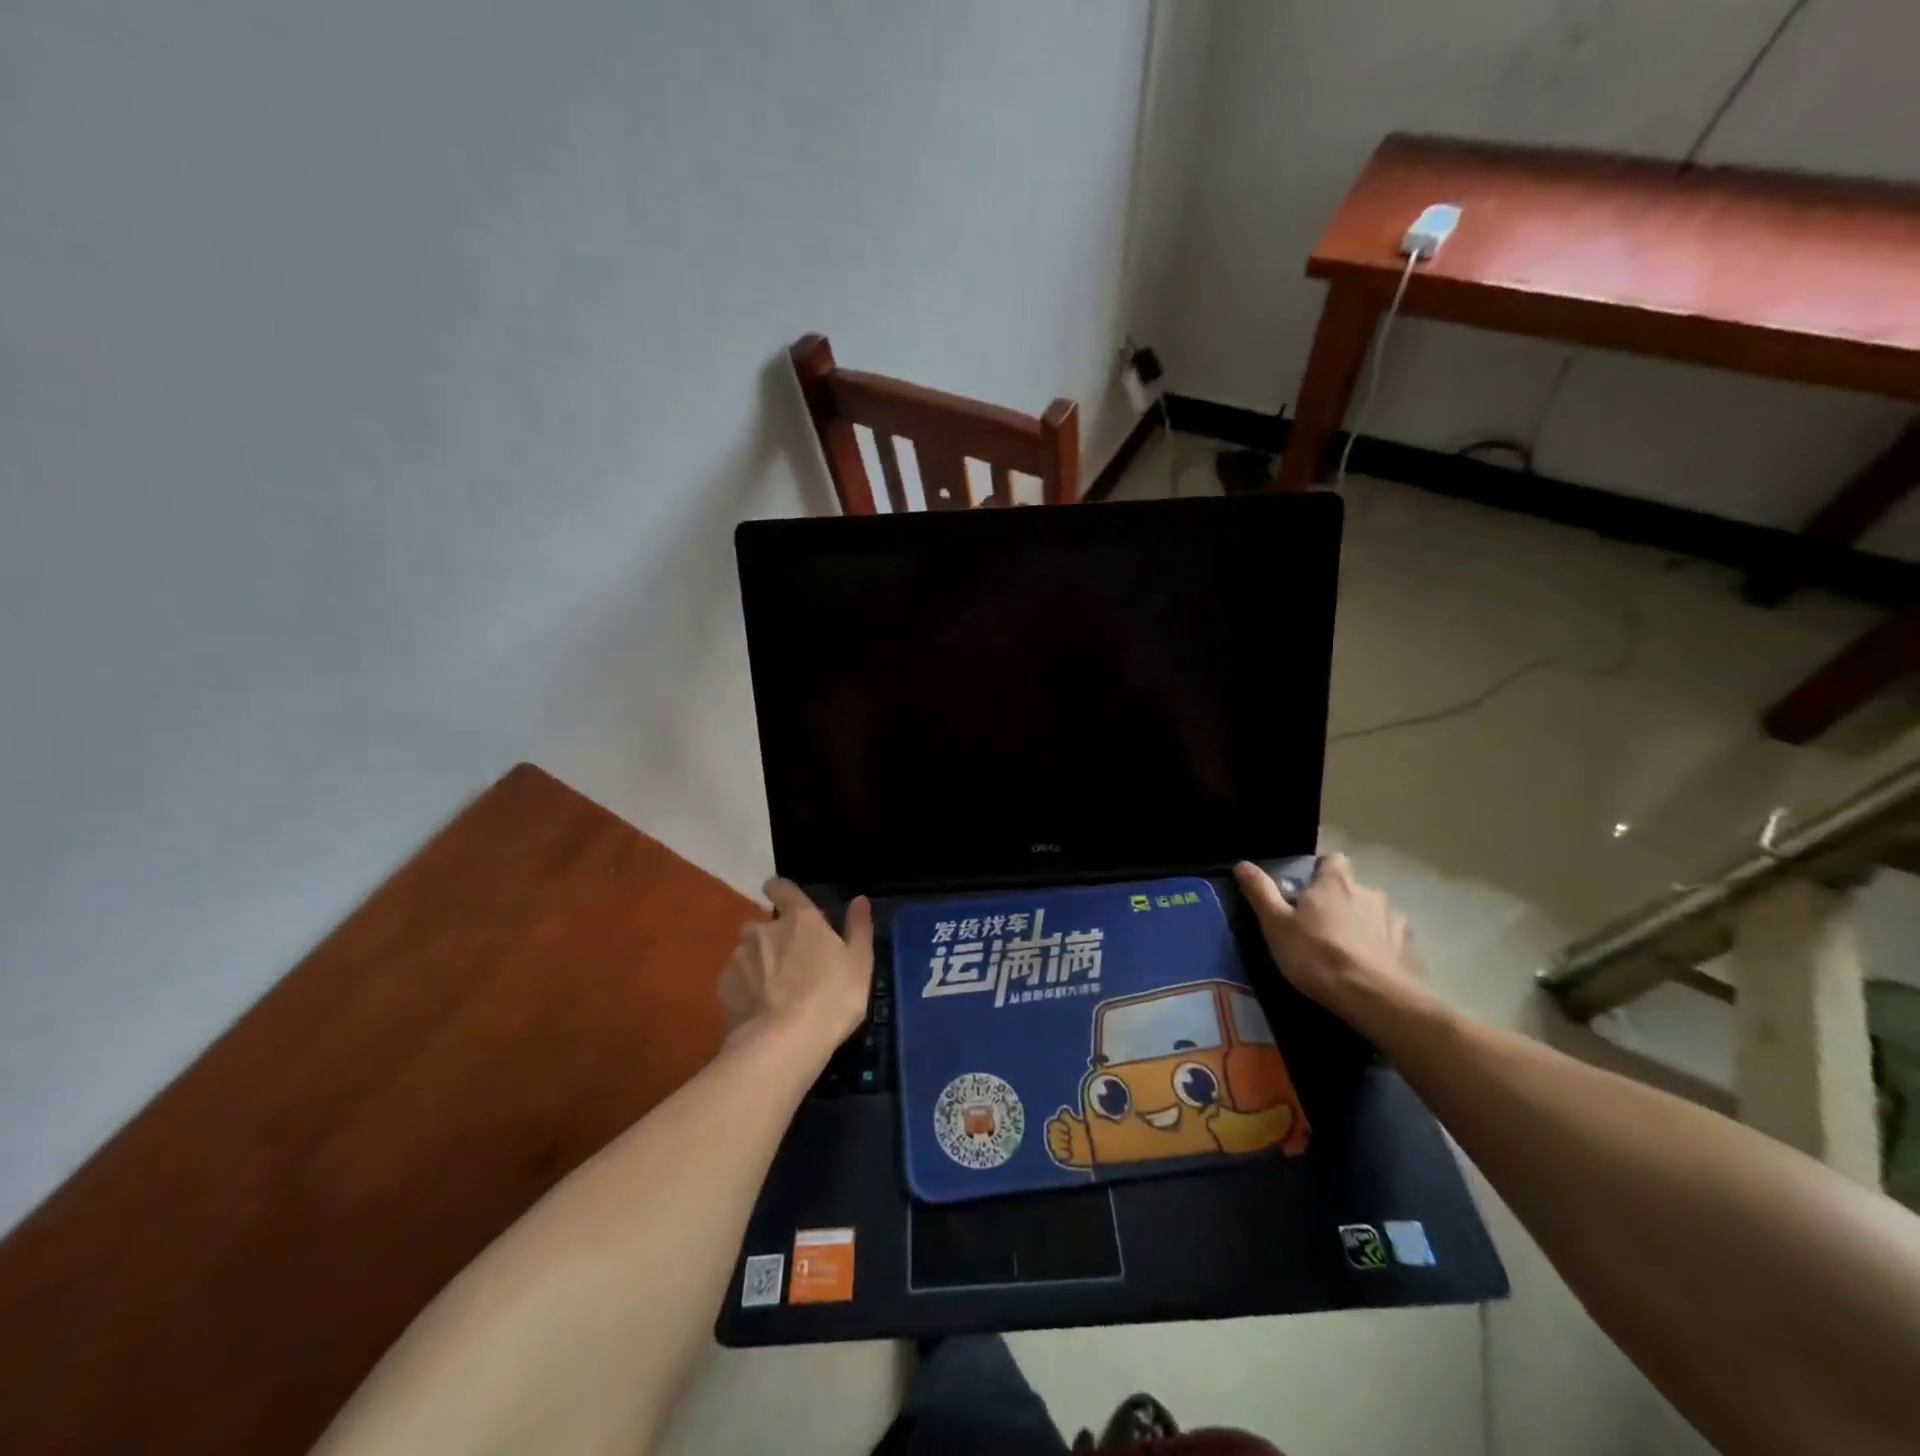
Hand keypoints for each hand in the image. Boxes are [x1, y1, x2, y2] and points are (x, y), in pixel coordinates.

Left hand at [717, 880, 872, 1048]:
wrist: (783, 1044)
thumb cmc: (831, 997)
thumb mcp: (859, 963)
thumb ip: (858, 928)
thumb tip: (859, 900)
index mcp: (799, 919)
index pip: (782, 888)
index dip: (781, 890)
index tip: (782, 896)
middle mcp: (764, 930)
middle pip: (763, 925)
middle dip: (772, 938)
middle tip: (790, 964)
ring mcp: (739, 958)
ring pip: (747, 953)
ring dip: (758, 964)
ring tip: (773, 993)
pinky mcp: (723, 988)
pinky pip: (736, 980)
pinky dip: (745, 989)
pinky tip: (759, 1010)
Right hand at [1233, 855, 1429, 1025]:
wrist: (1372, 998)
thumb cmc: (1316, 956)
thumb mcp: (1276, 924)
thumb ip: (1260, 891)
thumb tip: (1242, 864)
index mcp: (1335, 883)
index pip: (1332, 860)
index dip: (1320, 872)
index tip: (1307, 892)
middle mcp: (1369, 893)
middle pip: (1352, 888)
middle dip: (1339, 901)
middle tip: (1320, 927)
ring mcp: (1394, 920)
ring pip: (1374, 913)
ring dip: (1362, 924)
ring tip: (1347, 951)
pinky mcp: (1411, 948)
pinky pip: (1393, 939)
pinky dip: (1382, 947)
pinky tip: (1370, 966)